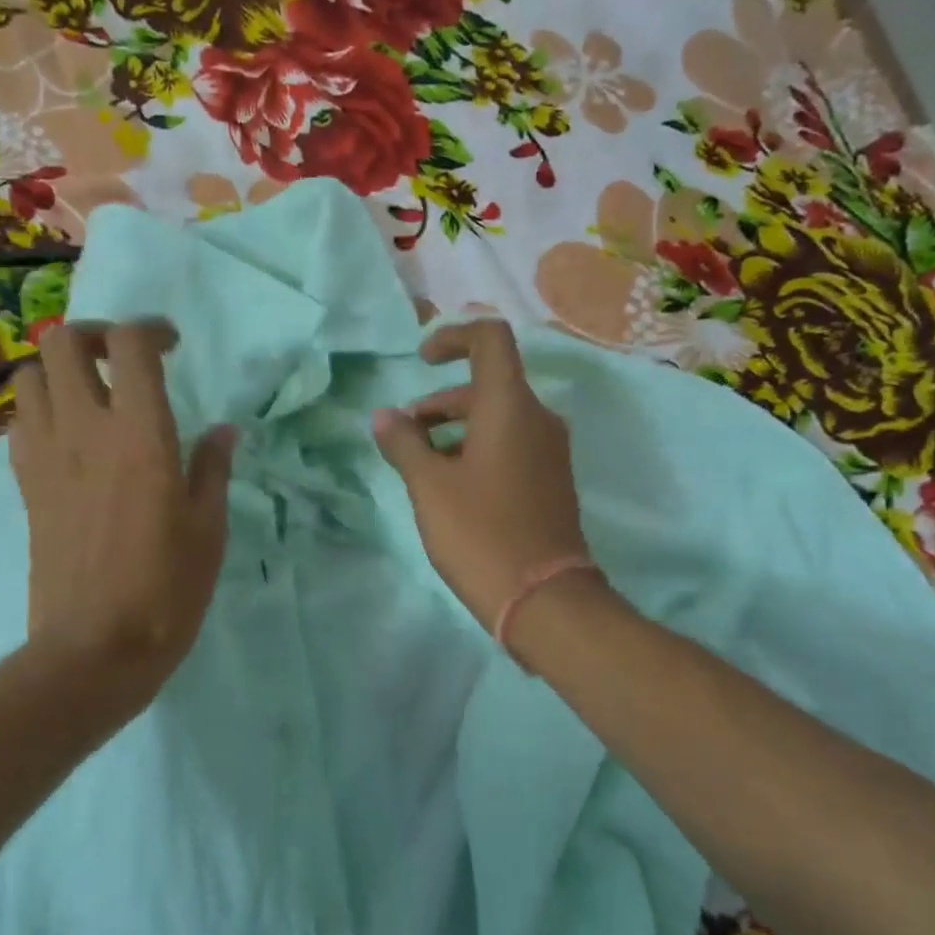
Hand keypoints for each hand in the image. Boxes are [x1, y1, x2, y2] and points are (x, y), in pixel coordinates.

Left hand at [9, 321, 236, 704]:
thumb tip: (223, 431)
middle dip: (95, 335)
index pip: (130, 345)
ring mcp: (45, 456)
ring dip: (60, 369)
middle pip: (63, 342)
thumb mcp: (208, 530)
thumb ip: (212, 470)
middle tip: (124, 360)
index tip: (171, 346)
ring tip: (93, 394)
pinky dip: (41, 408)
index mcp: (141, 436)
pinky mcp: (24, 484)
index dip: (150, 330)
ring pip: (30, 374)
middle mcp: (85, 430)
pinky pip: (20, 420)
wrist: (95, 648)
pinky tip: (69, 436)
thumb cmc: (167, 591)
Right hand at [372, 320, 591, 628]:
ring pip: (498, 419)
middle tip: (405, 436)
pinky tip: (452, 488)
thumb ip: (404, 444)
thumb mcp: (429, 486)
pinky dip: (477, 449)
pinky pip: (511, 446)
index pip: (490, 339)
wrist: (543, 597)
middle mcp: (538, 418)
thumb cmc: (480, 533)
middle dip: (440, 402)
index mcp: (510, 406)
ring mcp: (549, 451)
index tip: (421, 360)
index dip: (452, 337)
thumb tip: (384, 416)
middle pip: (488, 384)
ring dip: (455, 429)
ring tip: (421, 466)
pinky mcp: (551, 480)